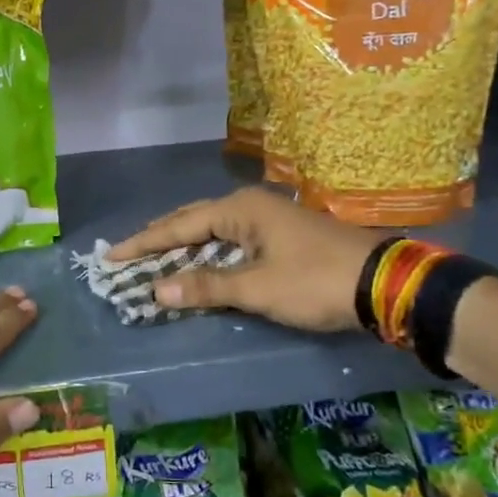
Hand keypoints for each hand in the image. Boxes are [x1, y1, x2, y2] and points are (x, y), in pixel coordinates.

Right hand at [106, 188, 376, 332]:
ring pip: (213, 229)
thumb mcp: (259, 289)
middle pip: (193, 220)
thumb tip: (157, 290)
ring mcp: (268, 219)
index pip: (178, 226)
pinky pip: (231, 239)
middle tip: (127, 253)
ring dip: (183, 245)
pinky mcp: (281, 236)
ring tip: (154, 255)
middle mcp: (250, 206)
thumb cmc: (316, 282)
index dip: (143, 243)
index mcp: (240, 210)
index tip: (111, 256)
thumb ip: (207, 287)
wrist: (385, 283)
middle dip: (159, 238)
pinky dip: (208, 252)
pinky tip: (200, 262)